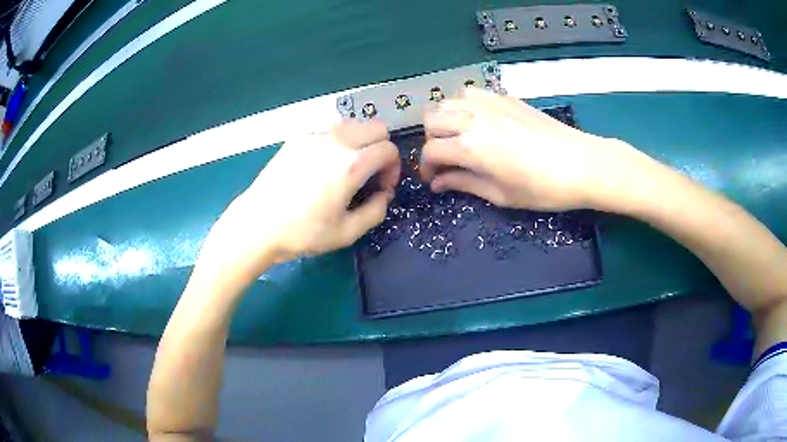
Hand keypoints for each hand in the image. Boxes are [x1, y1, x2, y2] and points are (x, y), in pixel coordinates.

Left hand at [200, 121, 399, 280]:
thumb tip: (384, 194)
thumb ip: (376, 211)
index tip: (382, 187)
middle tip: (369, 175)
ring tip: (346, 169)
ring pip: (353, 125)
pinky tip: (322, 166)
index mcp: (351, 164)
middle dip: (381, 149)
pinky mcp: (297, 137)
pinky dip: (337, 142)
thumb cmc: (302, 233)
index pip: (389, 149)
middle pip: (376, 128)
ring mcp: (314, 135)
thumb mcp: (346, 233)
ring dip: (360, 143)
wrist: (257, 224)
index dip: (393, 168)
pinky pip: (329, 130)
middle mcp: (336, 140)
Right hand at [421, 87, 651, 210]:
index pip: (431, 151)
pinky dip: (464, 105)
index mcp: (471, 146)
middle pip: (431, 119)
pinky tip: (478, 120)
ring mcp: (489, 103)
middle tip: (446, 157)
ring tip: (459, 136)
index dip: (427, 167)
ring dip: (445, 119)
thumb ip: (464, 184)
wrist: (580, 164)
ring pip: (447, 101)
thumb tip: (438, 183)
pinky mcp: (505, 97)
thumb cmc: (542, 188)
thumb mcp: (500, 194)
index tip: (434, 179)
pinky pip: (471, 93)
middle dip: (431, 140)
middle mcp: (473, 118)